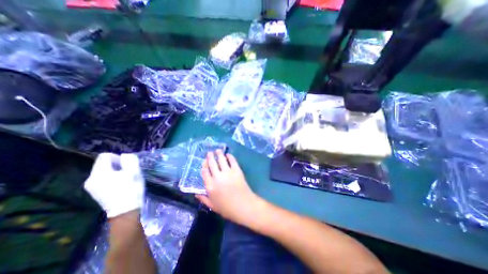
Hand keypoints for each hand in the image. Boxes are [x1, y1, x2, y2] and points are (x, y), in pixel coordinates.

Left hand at [85, 154, 144, 218]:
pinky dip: (111, 178)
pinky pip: (102, 179)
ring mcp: (91, 187)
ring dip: (115, 171)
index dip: (117, 157)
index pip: (104, 156)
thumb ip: (130, 160)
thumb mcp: (134, 172)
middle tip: (128, 172)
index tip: (126, 165)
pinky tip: (120, 184)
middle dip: (117, 165)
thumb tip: (125, 156)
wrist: (125, 211)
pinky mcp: (94, 192)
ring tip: (125, 178)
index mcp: (99, 173)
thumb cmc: (131, 189)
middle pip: (103, 164)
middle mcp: (90, 179)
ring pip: (103, 171)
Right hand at [196, 150, 260, 224]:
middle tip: (210, 152)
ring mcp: (227, 172)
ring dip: (219, 154)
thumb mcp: (213, 206)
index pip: (205, 172)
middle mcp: (217, 177)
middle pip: (212, 164)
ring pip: (221, 160)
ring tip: (218, 150)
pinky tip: (228, 154)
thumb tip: (196, 193)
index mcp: (210, 186)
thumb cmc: (227, 209)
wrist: (244, 206)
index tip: (204, 161)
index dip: (204, 165)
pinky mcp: (237, 170)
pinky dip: (230, 156)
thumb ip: (204, 199)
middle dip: (210, 157)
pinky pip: (232, 161)